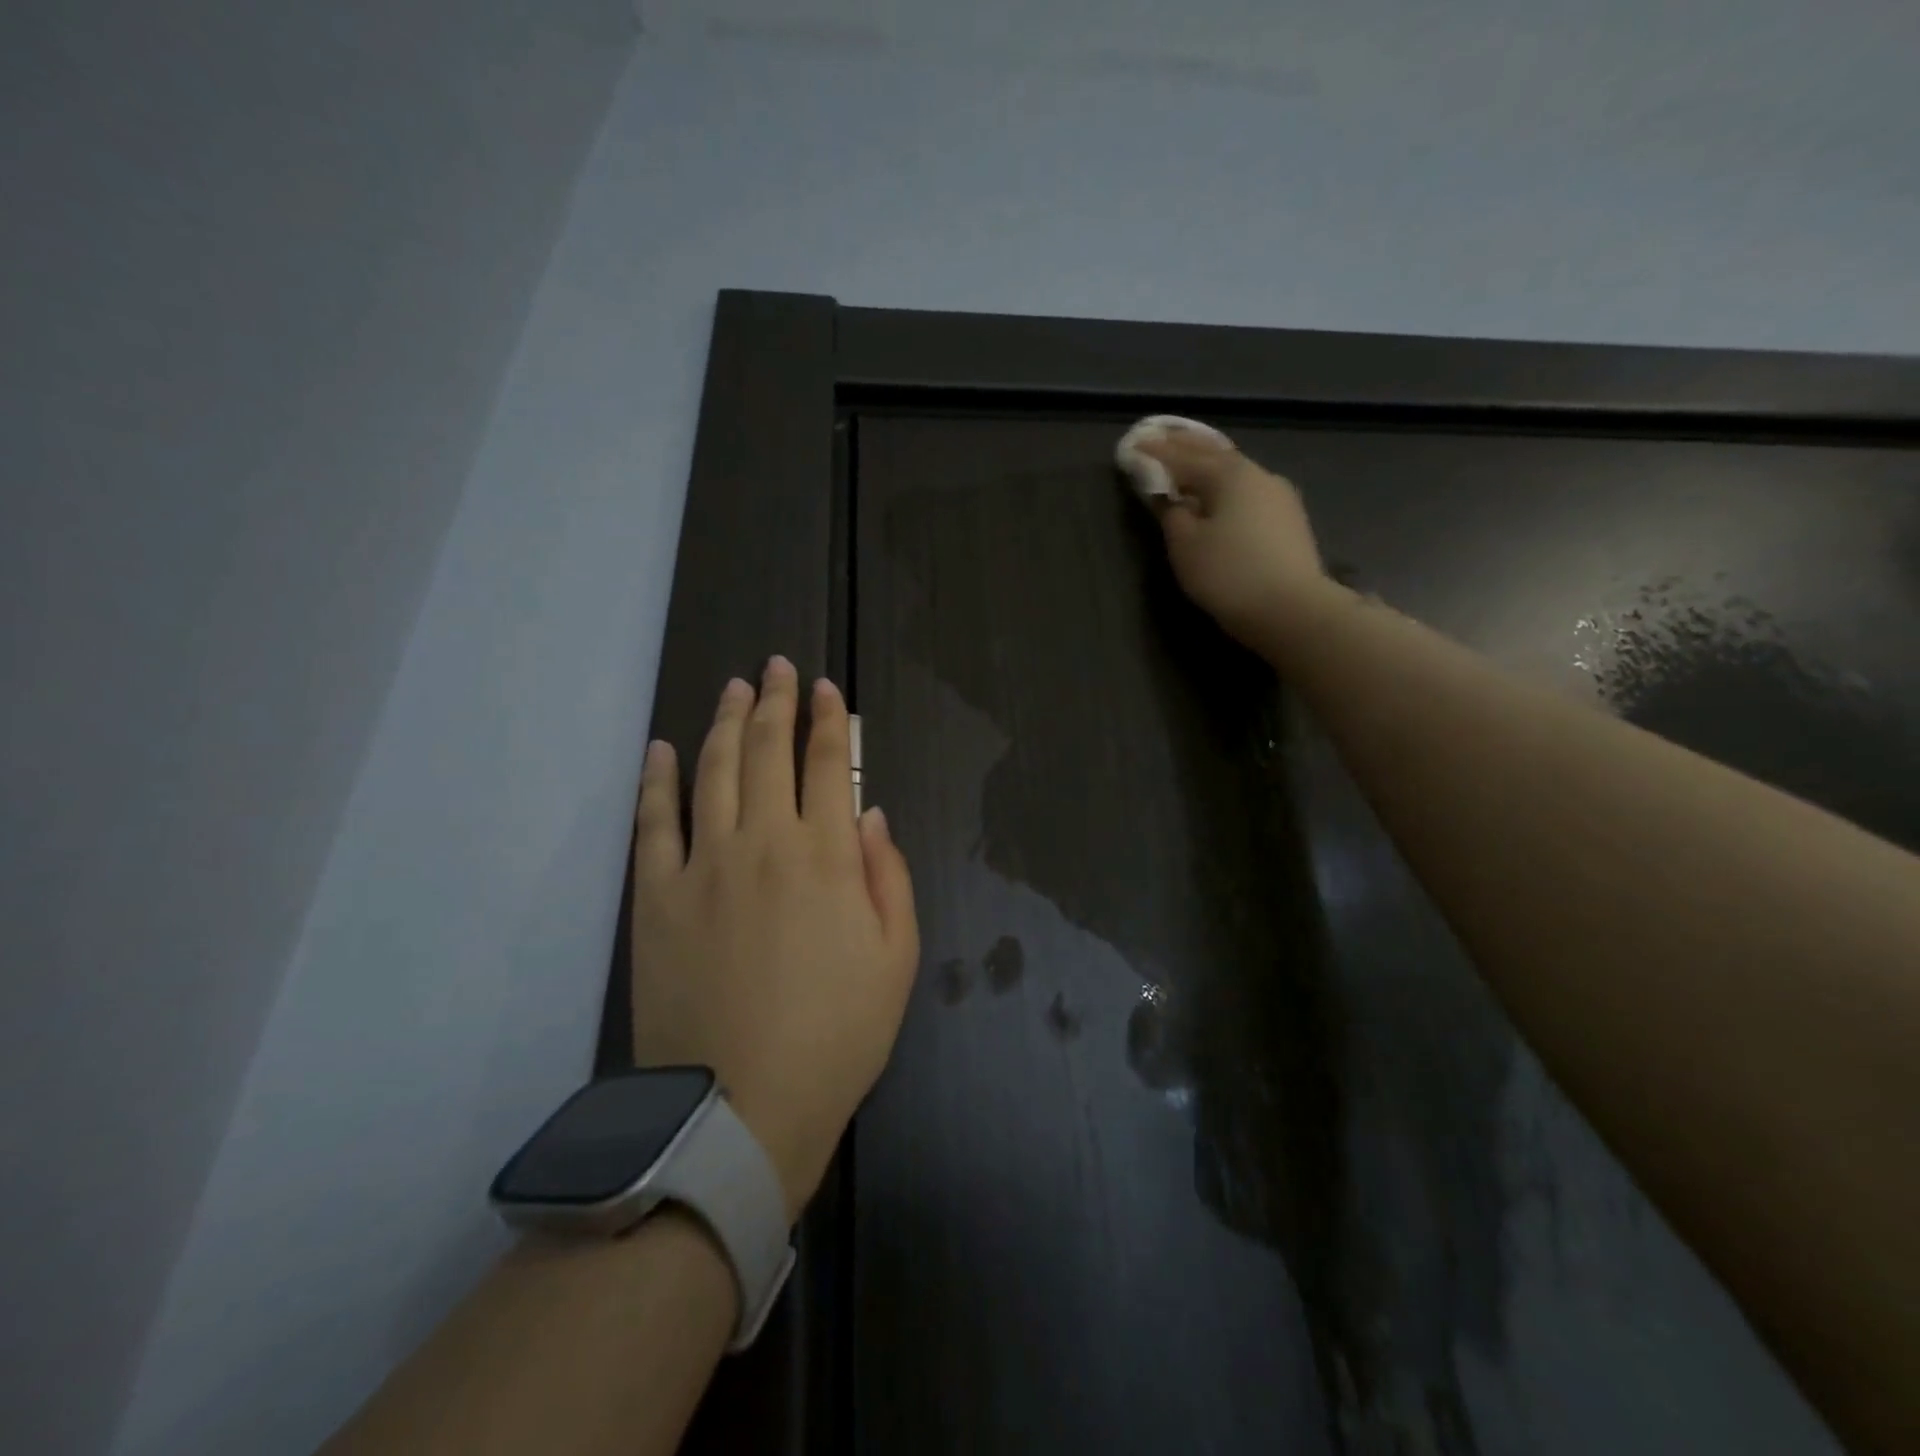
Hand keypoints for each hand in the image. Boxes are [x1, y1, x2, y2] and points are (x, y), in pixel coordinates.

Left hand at [629, 657, 918, 1219]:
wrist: (741, 1109)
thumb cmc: (837, 1036)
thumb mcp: (896, 960)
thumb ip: (889, 876)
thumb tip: (868, 813)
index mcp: (826, 857)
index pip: (828, 765)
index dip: (827, 720)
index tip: (825, 689)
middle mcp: (764, 843)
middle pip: (766, 752)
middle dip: (774, 702)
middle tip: (775, 667)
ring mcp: (703, 866)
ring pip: (712, 772)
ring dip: (724, 722)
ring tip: (733, 688)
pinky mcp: (655, 898)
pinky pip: (653, 824)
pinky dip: (657, 780)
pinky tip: (660, 748)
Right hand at [1137, 427, 1331, 654]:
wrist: (1292, 610)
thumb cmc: (1229, 574)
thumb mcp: (1186, 546)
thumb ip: (1172, 515)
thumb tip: (1171, 498)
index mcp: (1229, 475)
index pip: (1183, 457)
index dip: (1156, 451)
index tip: (1135, 443)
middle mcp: (1258, 475)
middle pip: (1214, 454)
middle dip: (1186, 446)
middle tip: (1162, 437)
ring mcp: (1279, 497)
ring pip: (1234, 472)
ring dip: (1208, 465)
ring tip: (1188, 461)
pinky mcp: (1288, 521)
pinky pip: (1247, 492)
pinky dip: (1225, 486)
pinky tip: (1218, 494)